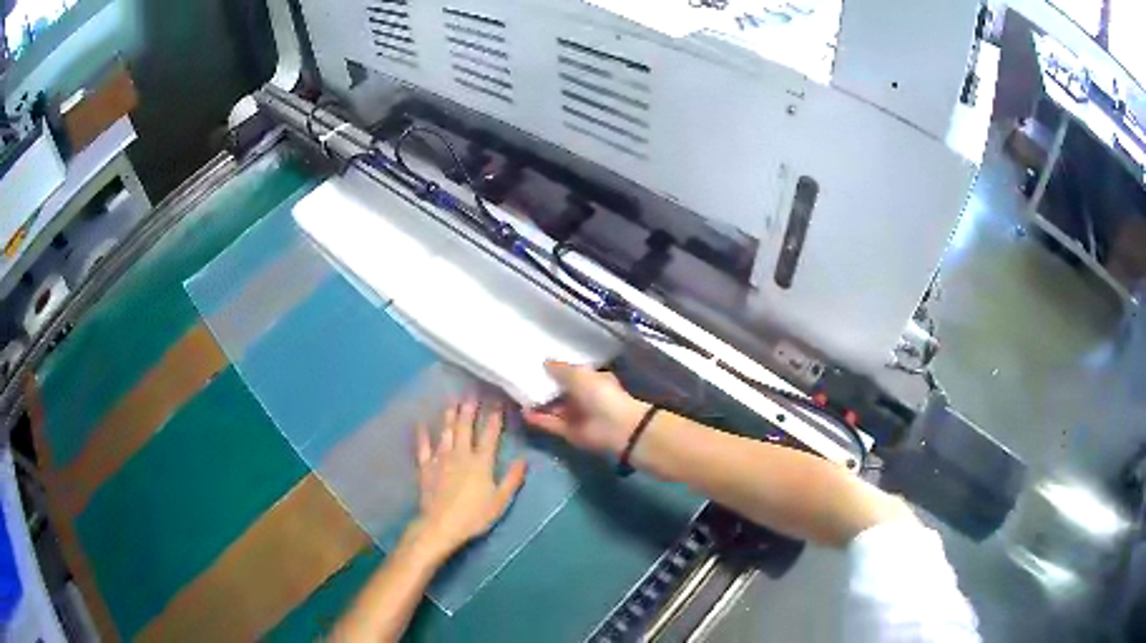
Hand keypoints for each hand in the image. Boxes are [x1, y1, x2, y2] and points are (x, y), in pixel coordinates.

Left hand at [412, 399, 526, 558]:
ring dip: (450, 415)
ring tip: (453, 401)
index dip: (495, 417)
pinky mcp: (426, 467)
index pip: (490, 434)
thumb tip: (523, 459)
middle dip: (470, 409)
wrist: (440, 525)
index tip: (498, 402)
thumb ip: (513, 478)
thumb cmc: (474, 516)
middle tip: (472, 393)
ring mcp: (441, 458)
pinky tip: (421, 423)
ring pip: (446, 432)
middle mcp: (461, 454)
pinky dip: (422, 434)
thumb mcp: (500, 501)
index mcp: (481, 462)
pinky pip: (423, 446)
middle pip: (466, 427)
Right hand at [522, 361, 648, 456]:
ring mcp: (576, 415)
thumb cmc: (600, 394)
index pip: (571, 373)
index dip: (555, 369)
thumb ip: (560, 369)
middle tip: (520, 378)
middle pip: (560, 391)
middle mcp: (584, 396)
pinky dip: (538, 419)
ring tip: (517, 395)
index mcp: (591, 379)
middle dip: (543, 386)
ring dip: (538, 403)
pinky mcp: (568, 432)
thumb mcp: (579, 374)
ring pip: (553, 408)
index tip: (535, 363)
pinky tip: (523, 412)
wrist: (615, 428)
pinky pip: (550, 423)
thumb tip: (545, 362)